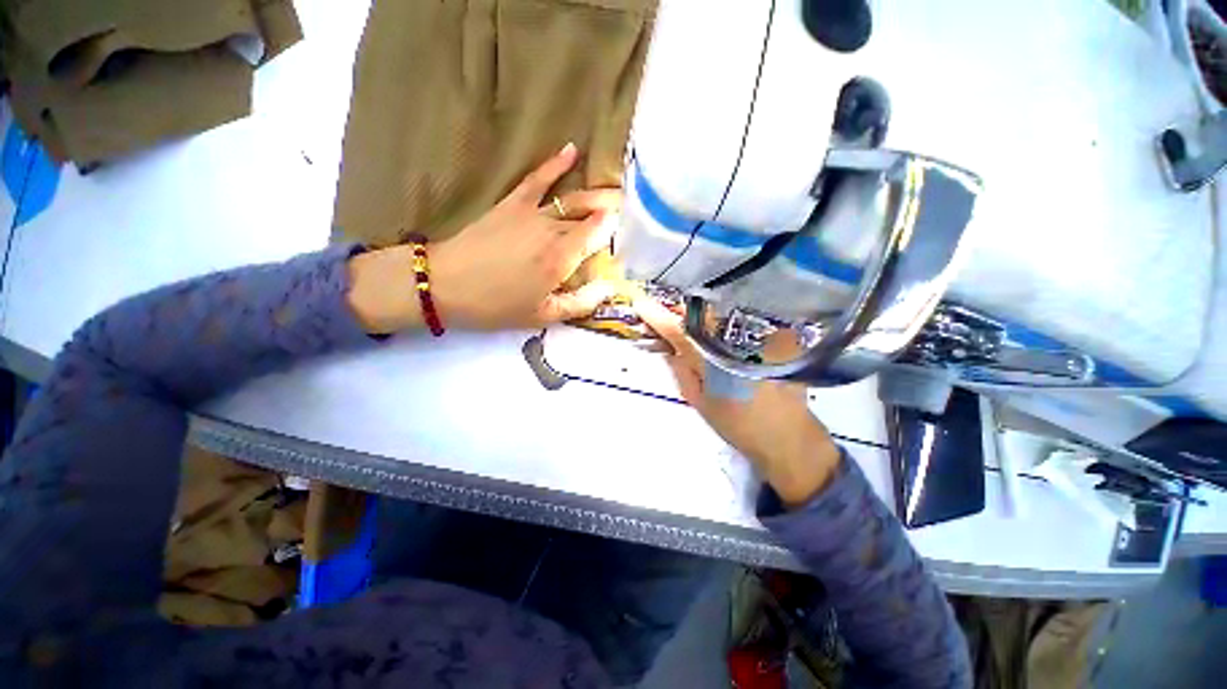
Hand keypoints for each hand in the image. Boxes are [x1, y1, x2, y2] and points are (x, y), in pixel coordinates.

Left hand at [423, 143, 620, 329]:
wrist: (446, 284)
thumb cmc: (497, 306)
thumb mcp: (543, 316)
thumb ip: (581, 302)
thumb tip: (609, 288)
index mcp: (562, 258)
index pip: (600, 234)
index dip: (617, 231)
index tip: (630, 234)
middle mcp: (553, 229)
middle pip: (591, 215)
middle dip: (614, 211)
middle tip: (634, 210)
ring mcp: (533, 212)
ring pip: (574, 198)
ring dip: (598, 194)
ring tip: (618, 192)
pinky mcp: (513, 203)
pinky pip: (538, 179)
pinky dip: (556, 164)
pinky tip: (572, 150)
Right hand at [634, 298, 843, 505]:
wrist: (788, 437)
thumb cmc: (739, 425)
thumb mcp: (700, 403)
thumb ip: (681, 372)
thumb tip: (668, 349)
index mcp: (715, 363)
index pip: (681, 333)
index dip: (659, 317)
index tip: (641, 304)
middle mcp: (739, 344)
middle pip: (703, 316)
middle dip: (681, 313)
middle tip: (666, 314)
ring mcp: (761, 338)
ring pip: (723, 316)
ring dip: (703, 315)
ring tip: (690, 320)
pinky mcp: (778, 338)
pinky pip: (744, 321)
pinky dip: (726, 321)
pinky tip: (720, 328)